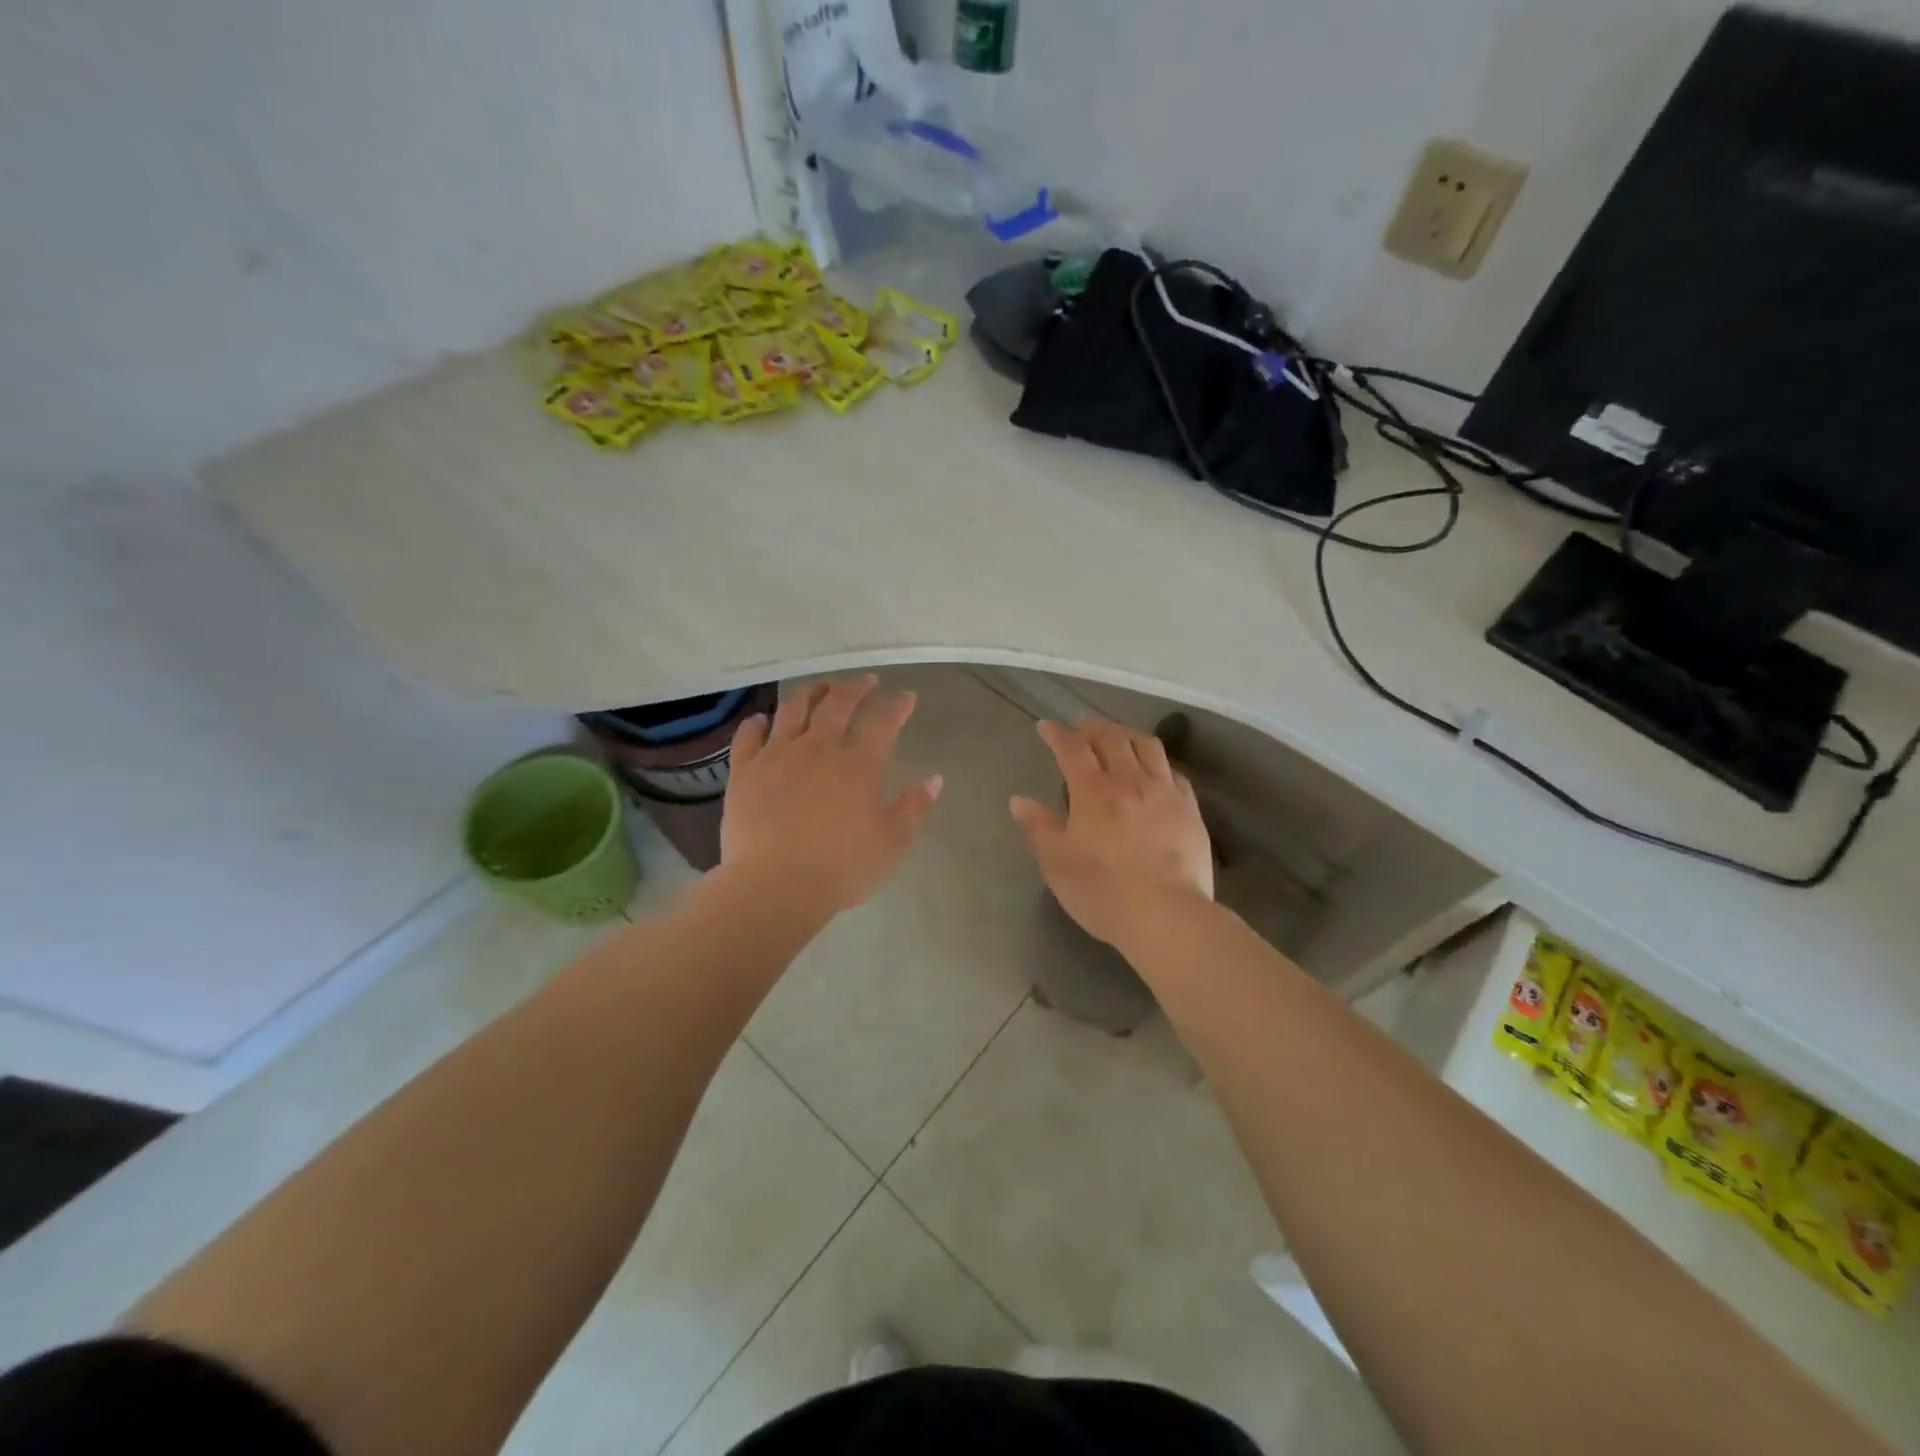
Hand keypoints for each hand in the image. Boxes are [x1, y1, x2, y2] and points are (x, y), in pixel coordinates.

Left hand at [721, 676, 942, 915]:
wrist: (775, 885)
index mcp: (859, 765)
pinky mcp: (744, 770)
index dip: (897, 706)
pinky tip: (762, 720)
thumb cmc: (841, 868)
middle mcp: (819, 748)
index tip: (906, 697)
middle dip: (855, 687)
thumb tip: (934, 779)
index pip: (883, 722)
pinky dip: (757, 723)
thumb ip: (913, 808)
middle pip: (838, 703)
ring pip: (793, 708)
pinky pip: (749, 735)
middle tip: (865, 682)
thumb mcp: (891, 843)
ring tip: (819, 688)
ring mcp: (777, 755)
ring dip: (810, 692)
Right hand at [1011, 717, 1213, 949]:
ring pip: (1147, 746)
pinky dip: (1158, 762)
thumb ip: (1038, 828)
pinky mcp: (1190, 809)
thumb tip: (1019, 801)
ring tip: (1118, 735)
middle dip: (1093, 727)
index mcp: (1094, 792)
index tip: (1047, 726)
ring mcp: (1165, 792)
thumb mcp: (1057, 863)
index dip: (1058, 734)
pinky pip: (1173, 772)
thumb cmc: (1102, 891)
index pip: (1073, 749)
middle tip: (1082, 725)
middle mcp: (1130, 781)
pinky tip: (1155, 769)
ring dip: (1127, 734)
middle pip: (1112, 738)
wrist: (1166, 915)